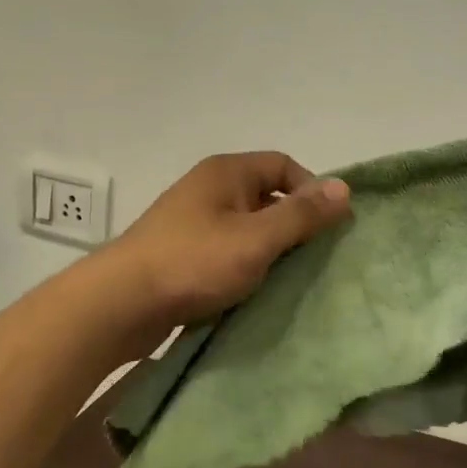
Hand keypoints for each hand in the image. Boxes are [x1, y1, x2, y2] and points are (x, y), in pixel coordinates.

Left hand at [99, 152, 351, 348]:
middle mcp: (209, 189)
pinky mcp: (182, 253)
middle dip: (293, 224)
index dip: (311, 191)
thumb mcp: (256, 238)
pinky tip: (256, 290)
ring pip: (246, 227)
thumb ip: (301, 215)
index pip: (283, 165)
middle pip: (265, 196)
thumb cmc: (194, 262)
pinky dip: (245, 265)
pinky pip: (226, 250)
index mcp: (226, 172)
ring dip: (269, 249)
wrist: (122, 302)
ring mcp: (192, 221)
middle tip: (315, 258)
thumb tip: (344, 187)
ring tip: (290, 278)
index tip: (329, 227)